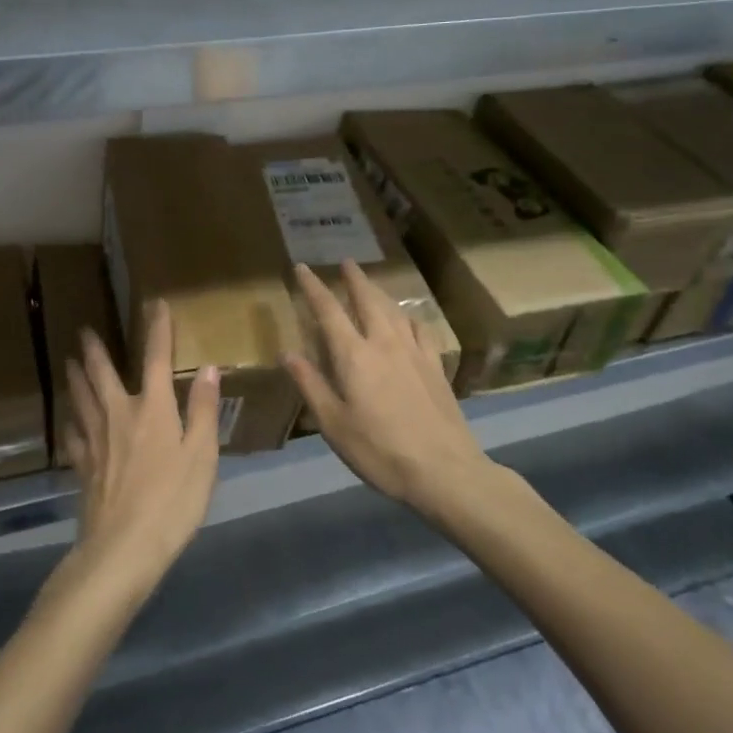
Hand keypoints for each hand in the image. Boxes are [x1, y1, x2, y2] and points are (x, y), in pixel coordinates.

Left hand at [62, 301, 220, 592]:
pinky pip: (74, 436)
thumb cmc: (172, 501)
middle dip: (95, 350)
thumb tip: (207, 368)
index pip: (156, 359)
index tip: (155, 305)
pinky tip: (68, 421)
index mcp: (152, 409)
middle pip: (102, 374)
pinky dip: (71, 422)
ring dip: (76, 377)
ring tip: (68, 362)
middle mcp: (119, 415)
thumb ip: (202, 410)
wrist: (123, 548)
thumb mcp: (202, 455)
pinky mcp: (84, 467)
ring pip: (81, 399)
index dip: (157, 330)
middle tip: (83, 331)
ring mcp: (96, 441)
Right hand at [283, 261, 487, 508]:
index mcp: (354, 356)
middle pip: (368, 300)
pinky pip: (421, 329)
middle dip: (354, 279)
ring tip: (372, 284)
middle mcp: (384, 343)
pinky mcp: (436, 366)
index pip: (329, 311)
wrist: (444, 470)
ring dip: (380, 292)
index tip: (303, 267)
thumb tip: (287, 353)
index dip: (314, 287)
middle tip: (346, 262)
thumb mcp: (333, 424)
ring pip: (395, 310)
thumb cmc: (379, 450)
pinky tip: (409, 320)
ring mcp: (414, 352)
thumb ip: (310, 385)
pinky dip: (409, 317)